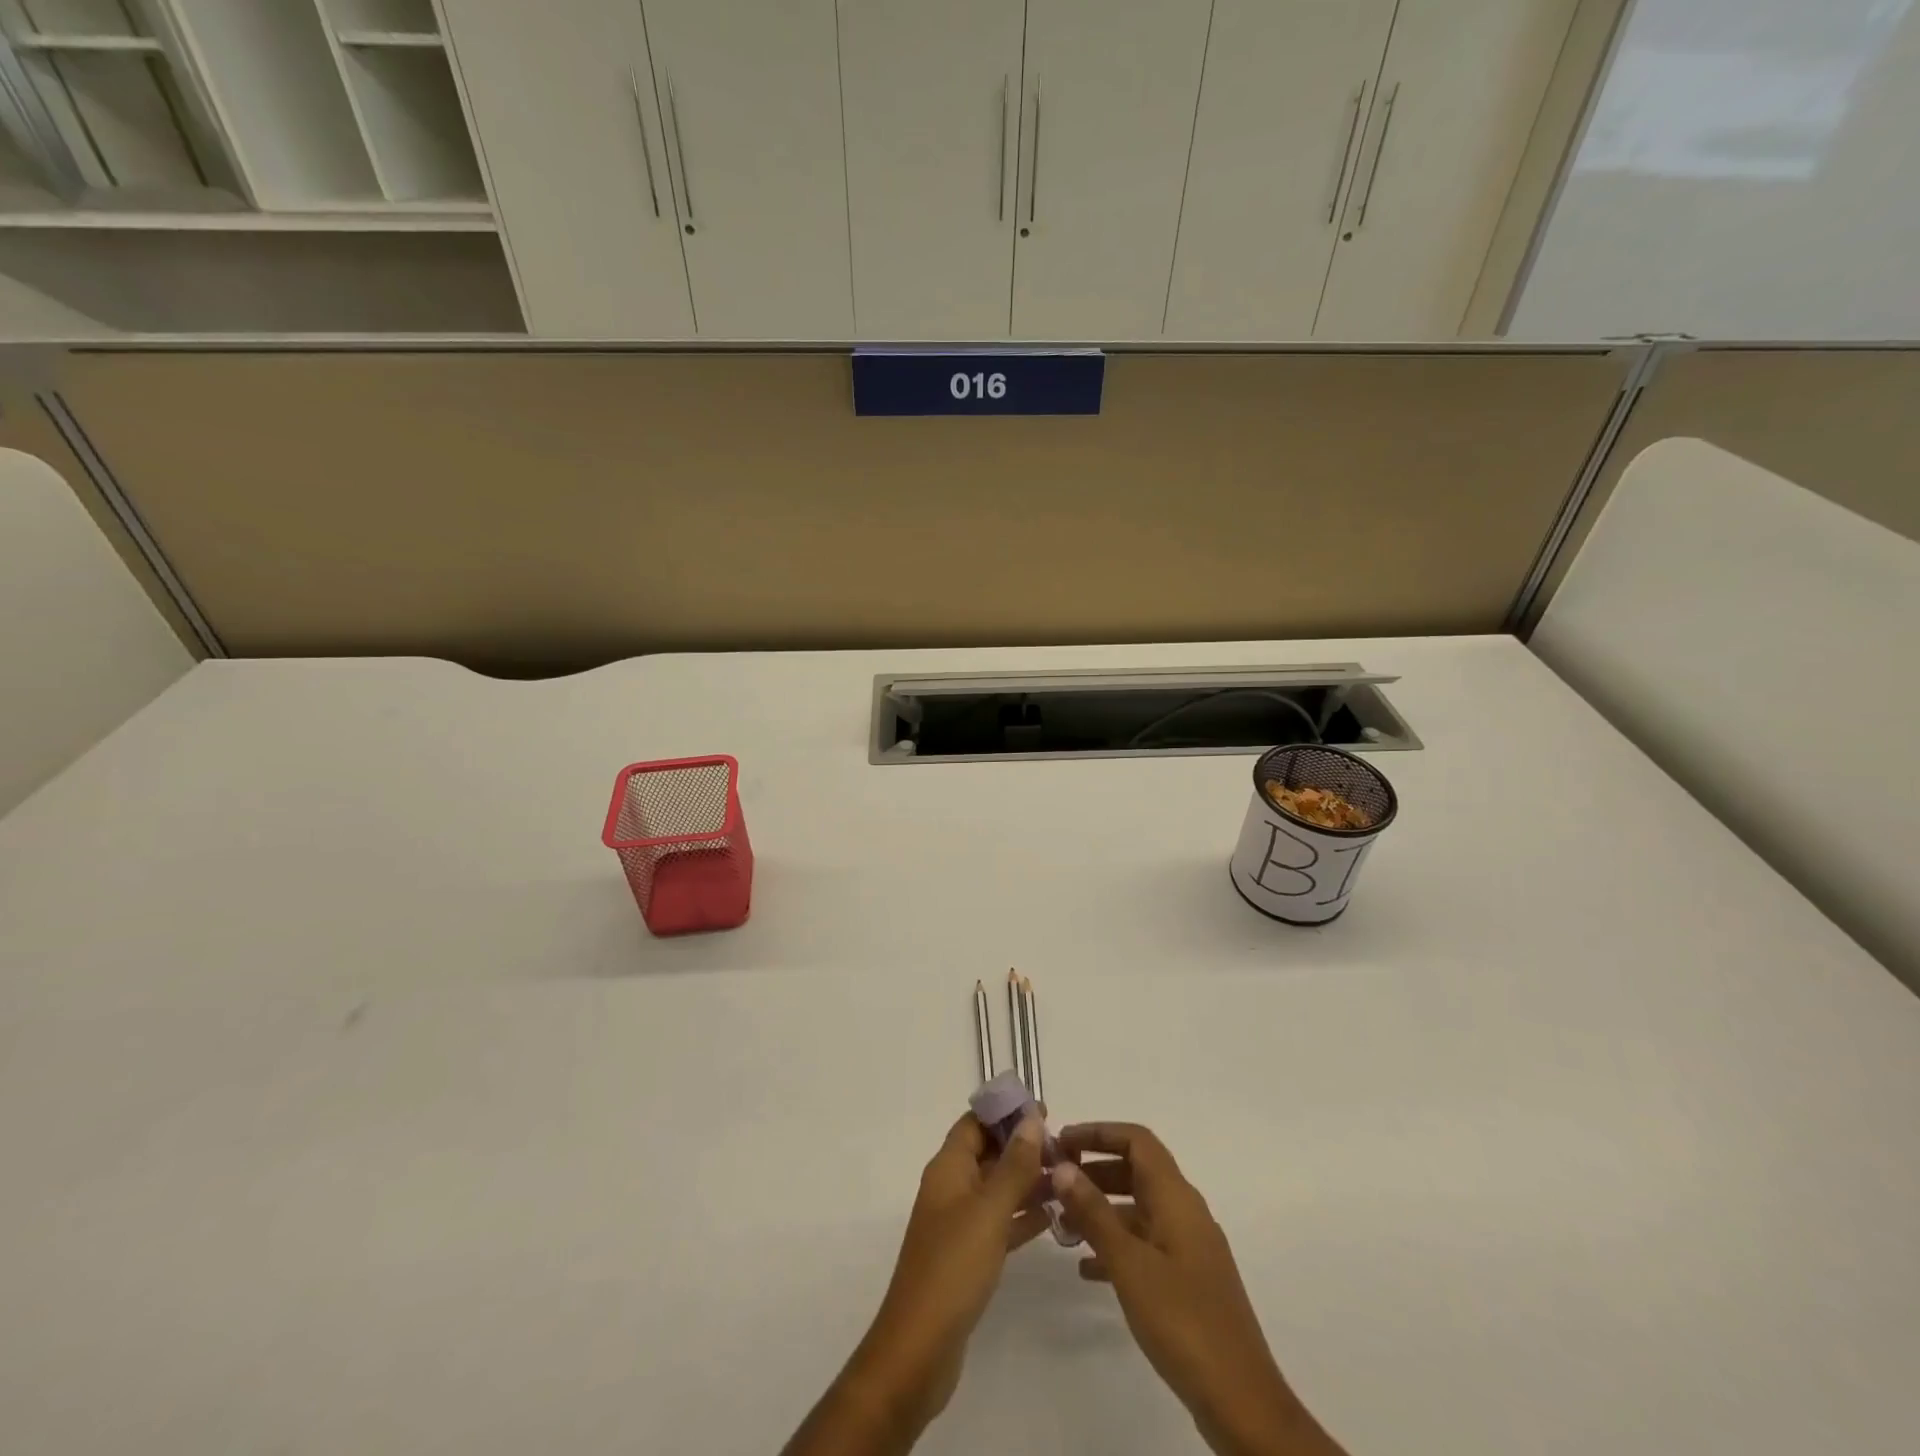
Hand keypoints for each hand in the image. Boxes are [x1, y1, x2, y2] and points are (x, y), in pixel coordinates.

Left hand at [783, 1110, 1046, 1455]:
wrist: (919, 1348)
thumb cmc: (953, 1267)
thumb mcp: (989, 1210)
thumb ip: (1014, 1165)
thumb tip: (1031, 1119)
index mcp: (948, 1168)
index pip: (975, 1122)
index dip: (1006, 1112)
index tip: (1044, 1110)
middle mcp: (950, 1188)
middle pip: (987, 1152)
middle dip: (1021, 1145)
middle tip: (1064, 1148)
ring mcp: (957, 1223)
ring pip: (996, 1188)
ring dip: (1027, 1180)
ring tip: (1066, 1179)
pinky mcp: (967, 1256)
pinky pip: (998, 1222)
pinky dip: (1021, 1216)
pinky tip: (1051, 1218)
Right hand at [1051, 1123, 1347, 1455]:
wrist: (1241, 1401)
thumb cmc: (1182, 1321)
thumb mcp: (1129, 1264)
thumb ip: (1094, 1212)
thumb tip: (1063, 1166)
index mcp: (1176, 1198)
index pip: (1137, 1140)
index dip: (1099, 1132)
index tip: (1061, 1142)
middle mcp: (1185, 1212)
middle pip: (1137, 1170)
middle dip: (1095, 1168)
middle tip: (1054, 1179)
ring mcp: (1189, 1247)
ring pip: (1139, 1208)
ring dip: (1102, 1207)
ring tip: (1061, 1222)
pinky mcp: (1188, 1279)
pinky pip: (1146, 1243)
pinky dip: (1116, 1244)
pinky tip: (1086, 1268)